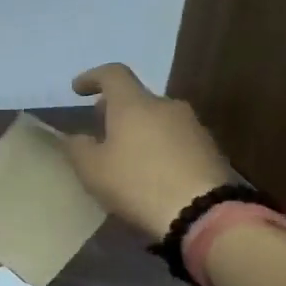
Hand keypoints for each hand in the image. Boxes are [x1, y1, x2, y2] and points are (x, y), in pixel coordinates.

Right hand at [60, 62, 231, 239]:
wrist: (202, 211)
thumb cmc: (137, 183)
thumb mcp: (92, 170)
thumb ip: (78, 148)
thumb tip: (76, 137)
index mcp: (133, 104)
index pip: (113, 74)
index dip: (92, 77)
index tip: (77, 90)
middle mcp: (165, 106)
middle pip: (136, 98)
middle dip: (116, 110)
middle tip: (100, 129)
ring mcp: (192, 126)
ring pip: (157, 119)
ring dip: (138, 130)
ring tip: (125, 156)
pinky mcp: (209, 148)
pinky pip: (174, 139)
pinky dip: (158, 147)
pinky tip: (151, 172)